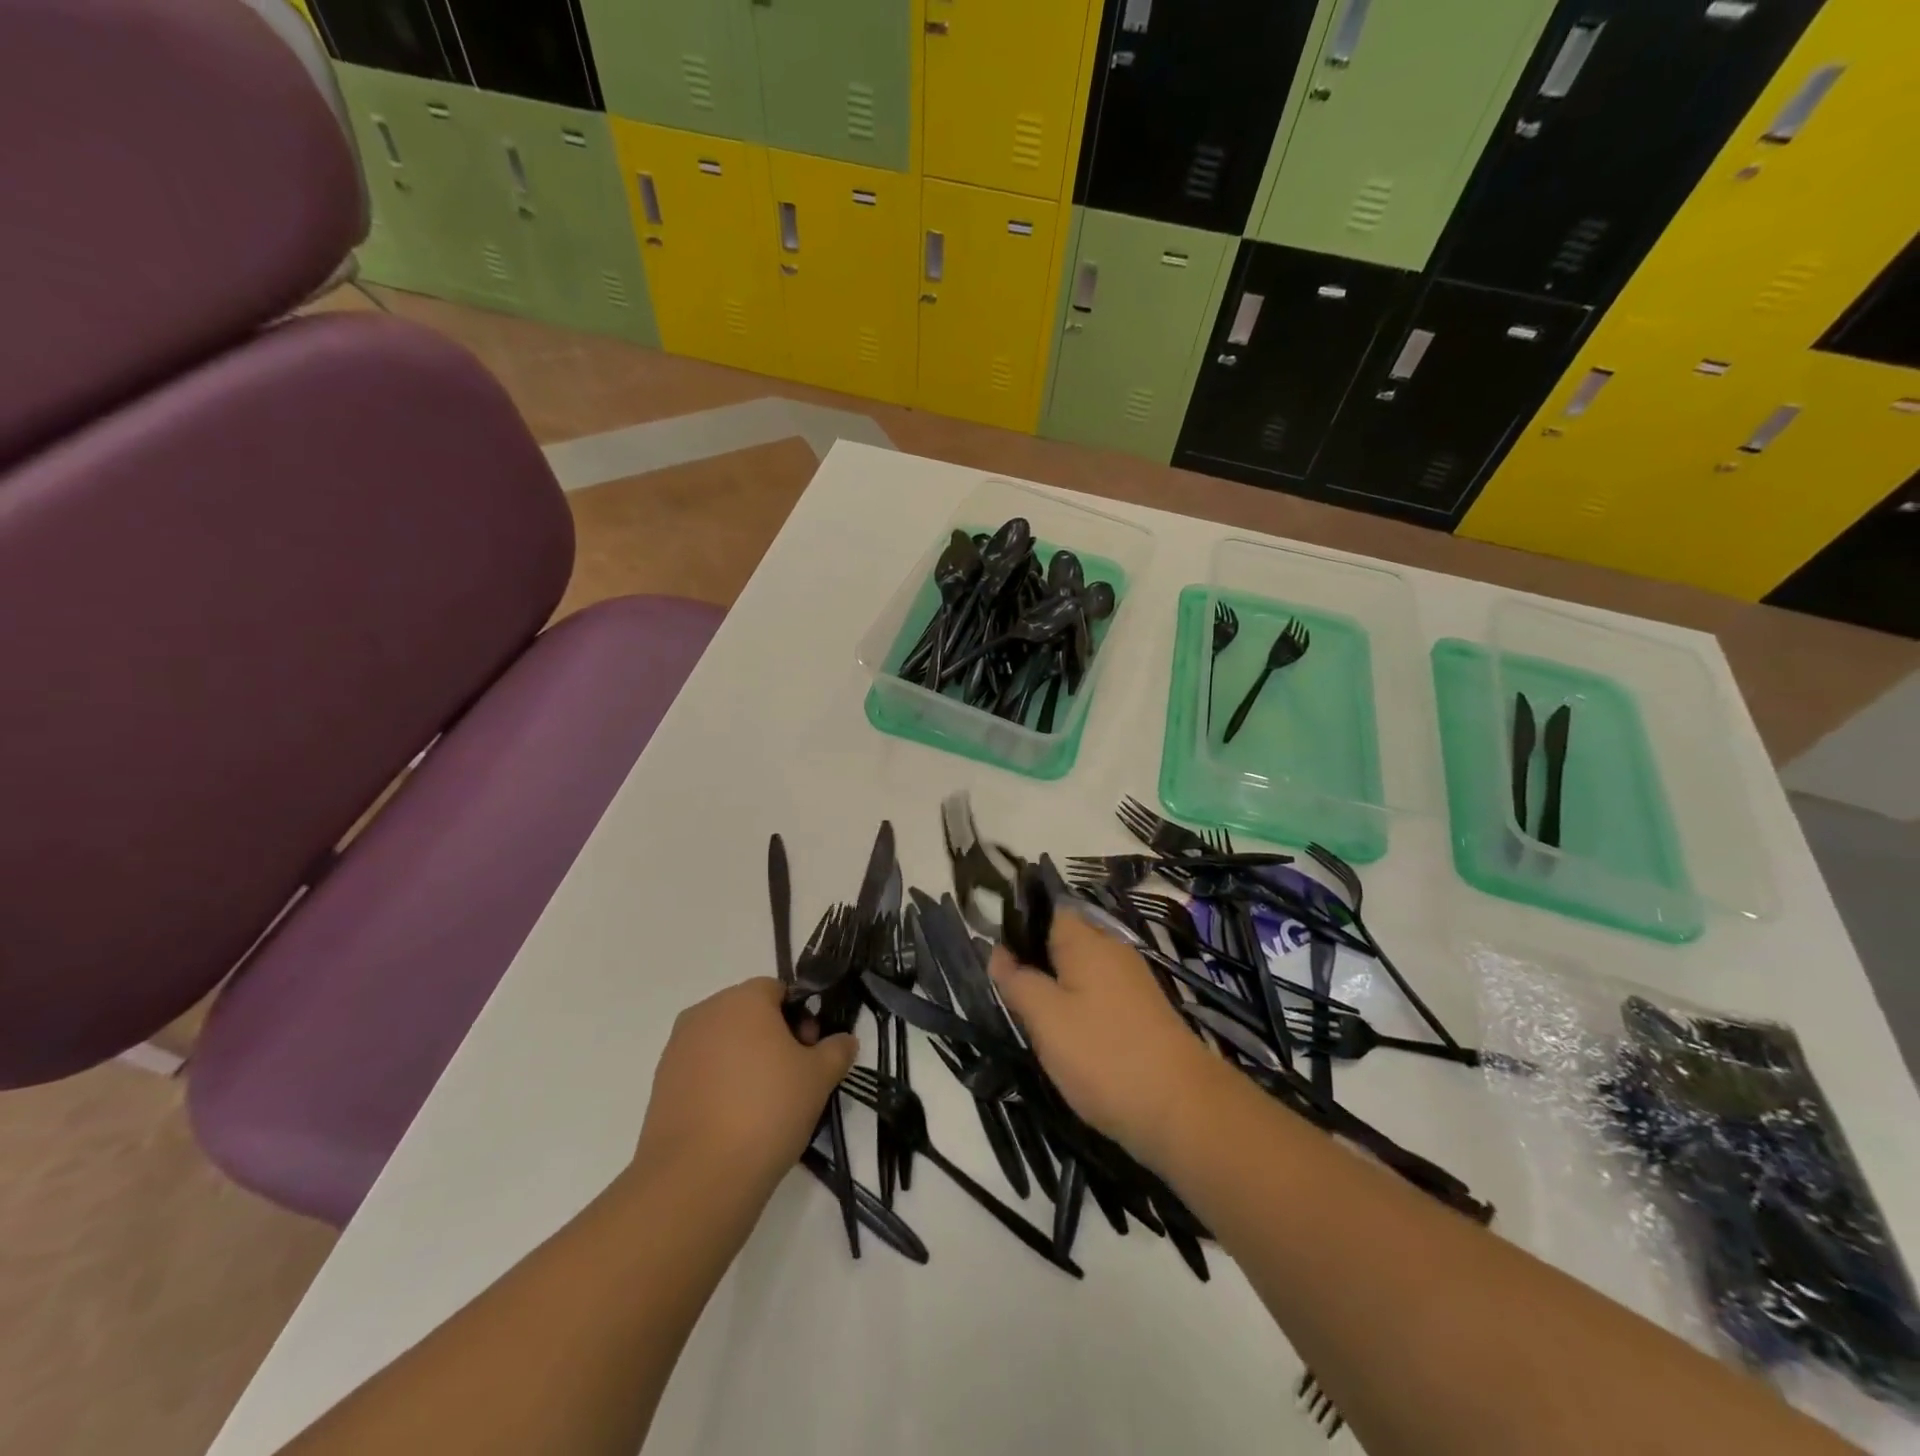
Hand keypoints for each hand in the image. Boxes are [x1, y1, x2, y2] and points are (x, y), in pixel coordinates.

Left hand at [634, 978, 856, 1194]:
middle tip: (793, 1078)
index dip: (801, 1016)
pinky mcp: (660, 1086)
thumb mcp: (819, 1078)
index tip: (810, 1052)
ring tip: (764, 1105)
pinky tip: (734, 1122)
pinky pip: (701, 1073)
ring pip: (723, 1044)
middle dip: (773, 1038)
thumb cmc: (767, 1110)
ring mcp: (677, 1050)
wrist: (697, 1177)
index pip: (778, 990)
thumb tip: (844, 1040)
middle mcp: (705, 1013)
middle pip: (748, 1014)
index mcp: (743, 999)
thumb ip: (836, 1050)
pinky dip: (719, 1087)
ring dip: (745, 1062)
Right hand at [990, 906, 1224, 1170]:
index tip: (996, 960)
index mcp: (1087, 941)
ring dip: (1057, 992)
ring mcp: (1133, 982)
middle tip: (1010, 999)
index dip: (1019, 928)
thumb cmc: (1103, 1056)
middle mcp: (1113, 950)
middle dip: (1036, 964)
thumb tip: (997, 951)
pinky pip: (1101, 997)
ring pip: (1082, 973)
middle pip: (1064, 942)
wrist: (1183, 1110)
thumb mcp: (1046, 1019)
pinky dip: (1081, 1011)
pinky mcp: (1145, 1012)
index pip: (1048, 911)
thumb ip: (1017, 981)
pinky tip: (1070, 1042)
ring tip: (1035, 1025)